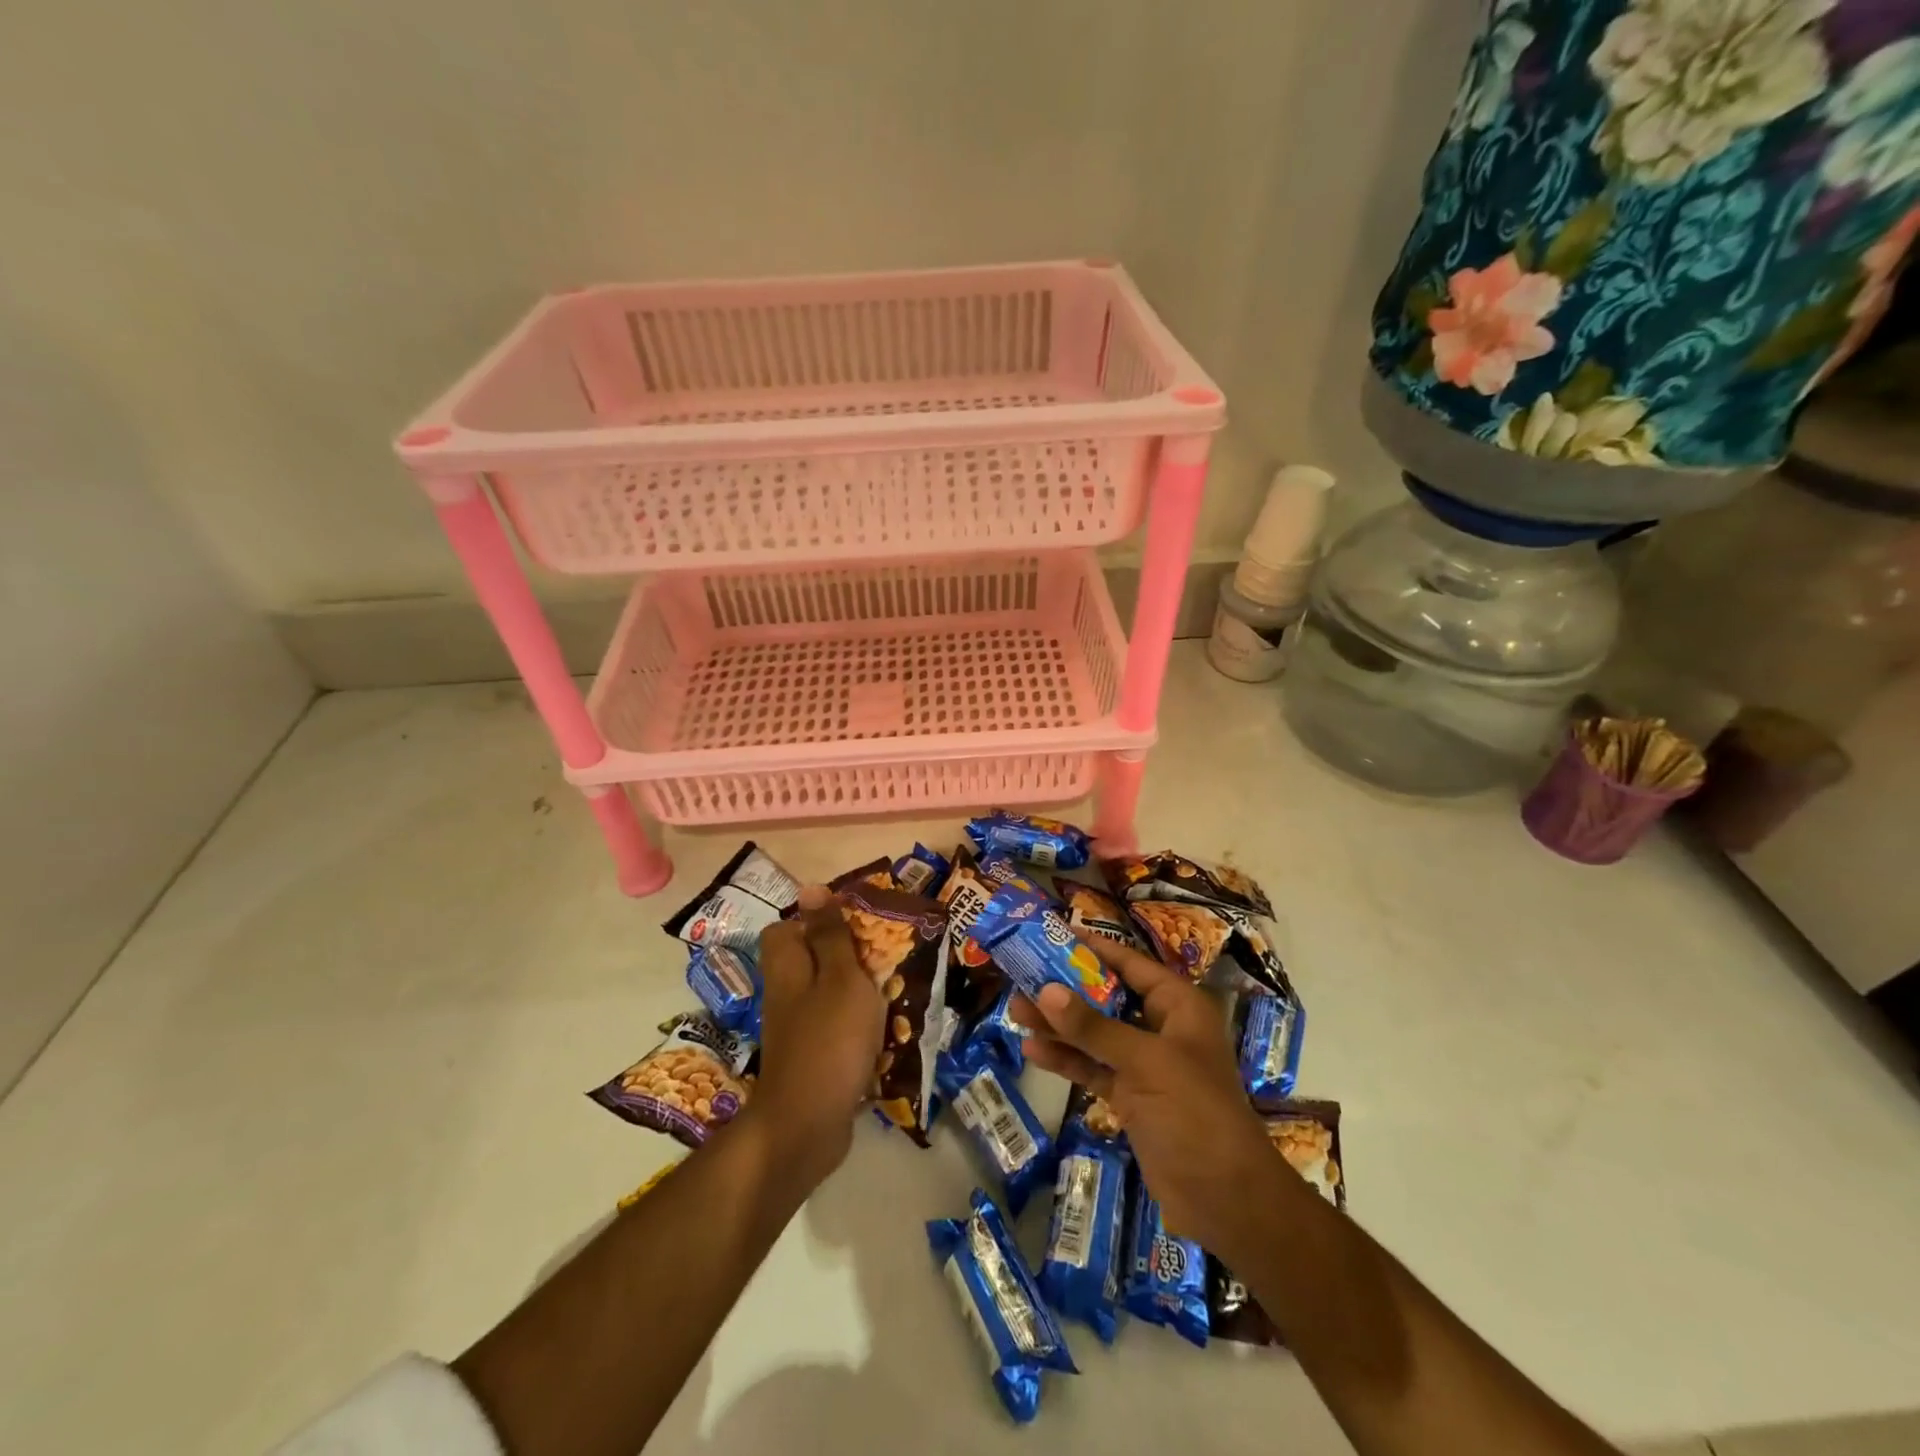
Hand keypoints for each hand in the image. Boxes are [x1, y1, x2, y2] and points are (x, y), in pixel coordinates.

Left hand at [752, 886, 885, 1183]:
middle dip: (848, 955)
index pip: (787, 928)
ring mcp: (798, 1029)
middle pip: (811, 960)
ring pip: (827, 994)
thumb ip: (830, 935)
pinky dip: (859, 1027)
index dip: (818, 920)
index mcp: (788, 967)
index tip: (857, 923)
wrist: (807, 1126)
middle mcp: (787, 994)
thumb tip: (811, 888)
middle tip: (885, 956)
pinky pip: (836, 1028)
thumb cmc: (829, 1040)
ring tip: (893, 991)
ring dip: (859, 992)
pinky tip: (886, 1032)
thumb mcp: (840, 977)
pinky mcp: (813, 1058)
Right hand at [1010, 938, 1285, 1264]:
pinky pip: (1093, 1068)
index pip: (1130, 964)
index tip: (1053, 933)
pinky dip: (1067, 1060)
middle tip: (1022, 976)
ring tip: (1015, 1012)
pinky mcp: (1131, 1097)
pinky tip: (1034, 1051)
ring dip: (1059, 1025)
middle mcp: (1161, 1028)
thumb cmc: (1195, 1112)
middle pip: (1107, 997)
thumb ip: (1094, 1027)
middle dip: (1066, 990)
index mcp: (1178, 1006)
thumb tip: (1046, 991)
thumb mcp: (1145, 1062)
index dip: (1094, 948)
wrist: (1227, 1199)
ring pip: (1095, 1034)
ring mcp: (1145, 1065)